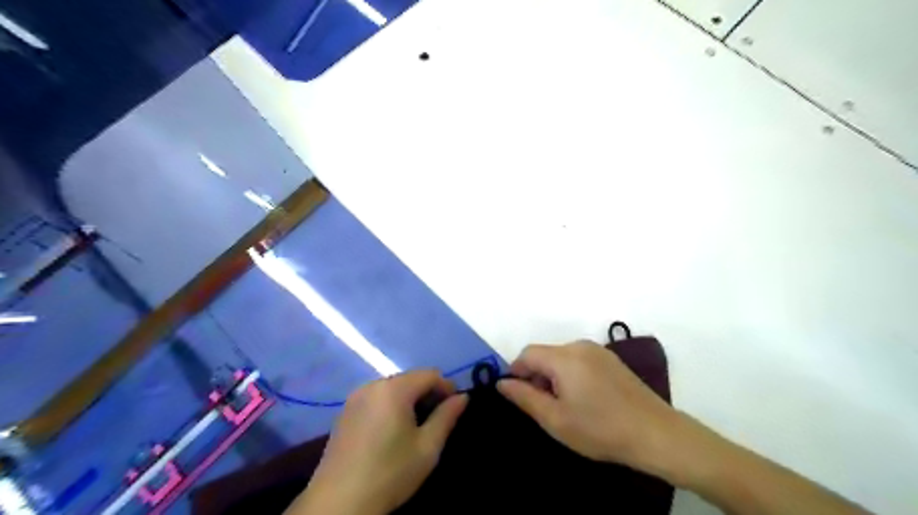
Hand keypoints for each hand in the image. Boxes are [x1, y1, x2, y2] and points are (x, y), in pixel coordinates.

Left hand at [289, 369, 465, 514]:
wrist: (339, 503)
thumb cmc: (390, 473)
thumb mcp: (427, 448)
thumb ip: (447, 417)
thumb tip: (462, 397)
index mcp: (394, 389)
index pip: (430, 374)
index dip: (447, 387)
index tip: (455, 407)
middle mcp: (373, 385)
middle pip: (410, 378)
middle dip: (428, 393)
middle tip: (438, 418)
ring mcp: (356, 397)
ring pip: (393, 387)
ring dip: (409, 399)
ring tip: (417, 425)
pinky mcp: (345, 411)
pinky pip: (376, 397)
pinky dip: (391, 405)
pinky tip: (392, 429)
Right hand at [499, 341, 675, 473]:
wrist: (656, 434)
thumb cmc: (600, 429)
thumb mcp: (555, 419)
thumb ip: (524, 397)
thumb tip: (502, 382)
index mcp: (564, 357)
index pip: (527, 354)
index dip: (516, 372)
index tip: (517, 395)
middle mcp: (580, 346)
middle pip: (545, 354)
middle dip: (535, 375)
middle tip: (541, 406)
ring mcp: (598, 351)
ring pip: (561, 357)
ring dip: (553, 376)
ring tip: (563, 405)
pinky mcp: (611, 359)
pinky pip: (579, 360)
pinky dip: (570, 374)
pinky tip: (583, 399)